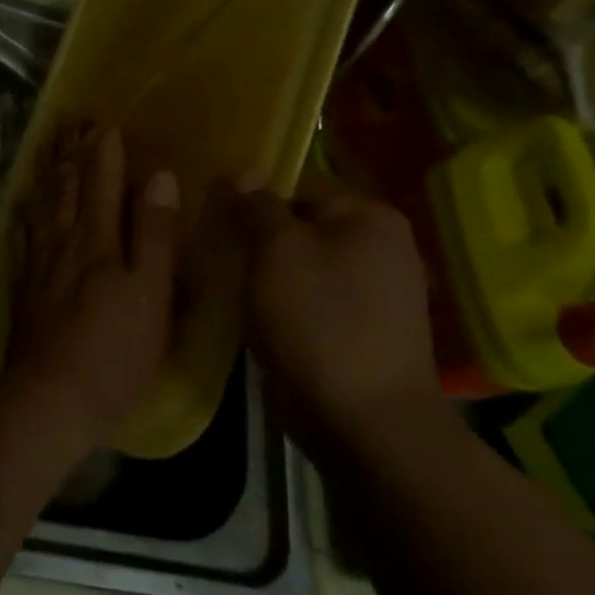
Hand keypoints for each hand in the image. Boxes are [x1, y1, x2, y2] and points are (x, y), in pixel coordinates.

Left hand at [5, 123, 181, 438]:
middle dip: (71, 152)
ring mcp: (38, 264)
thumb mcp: (150, 293)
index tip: (105, 123)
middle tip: (70, 121)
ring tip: (47, 147)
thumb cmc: (114, 350)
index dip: (105, 152)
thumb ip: (155, 234)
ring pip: (43, 206)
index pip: (103, 184)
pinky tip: (23, 206)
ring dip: (47, 173)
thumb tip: (160, 178)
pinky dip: (26, 212)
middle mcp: (64, 242)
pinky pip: (23, 235)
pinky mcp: (24, 287)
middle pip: (67, 187)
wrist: (50, 397)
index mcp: (98, 241)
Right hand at [235, 172, 441, 456]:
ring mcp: (376, 292)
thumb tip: (244, 173)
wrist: (362, 420)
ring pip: (304, 265)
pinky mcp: (362, 330)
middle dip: (259, 238)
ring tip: (227, 284)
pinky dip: (284, 303)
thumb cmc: (317, 322)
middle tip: (214, 252)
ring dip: (268, 273)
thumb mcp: (277, 251)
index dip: (252, 198)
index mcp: (370, 216)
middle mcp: (382, 247)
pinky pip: (313, 299)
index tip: (212, 218)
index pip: (298, 185)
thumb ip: (258, 207)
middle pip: (302, 225)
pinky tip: (255, 315)